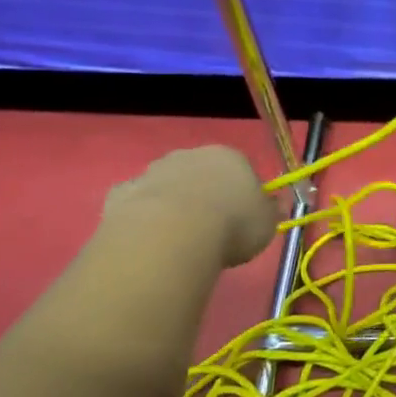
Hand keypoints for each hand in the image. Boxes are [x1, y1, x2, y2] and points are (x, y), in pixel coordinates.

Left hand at [100, 146, 278, 268]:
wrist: (170, 237)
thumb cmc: (230, 226)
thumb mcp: (266, 224)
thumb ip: (269, 212)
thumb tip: (274, 206)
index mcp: (229, 156)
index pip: (239, 168)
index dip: (240, 194)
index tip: (240, 220)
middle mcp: (190, 155)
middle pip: (200, 173)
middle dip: (203, 195)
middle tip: (208, 231)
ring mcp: (153, 172)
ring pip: (166, 185)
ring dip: (171, 204)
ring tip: (176, 241)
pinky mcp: (121, 193)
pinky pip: (135, 203)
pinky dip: (140, 217)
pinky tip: (146, 240)